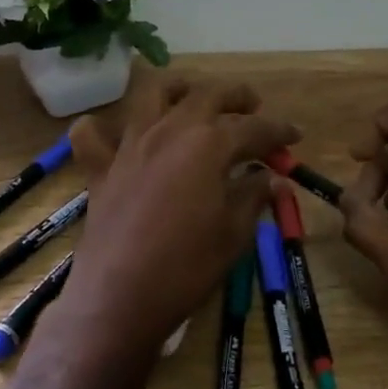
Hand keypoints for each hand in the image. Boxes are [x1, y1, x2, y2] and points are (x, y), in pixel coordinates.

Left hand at [47, 74, 298, 363]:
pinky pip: (92, 135)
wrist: (119, 298)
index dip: (278, 130)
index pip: (253, 128)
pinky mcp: (102, 168)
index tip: (295, 136)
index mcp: (208, 144)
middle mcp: (170, 131)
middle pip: (207, 95)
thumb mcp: (234, 233)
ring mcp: (131, 145)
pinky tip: (115, 133)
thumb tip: (272, 177)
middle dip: (236, 96)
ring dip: (179, 89)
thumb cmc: (186, 267)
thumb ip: (254, 196)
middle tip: (253, 107)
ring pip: (152, 95)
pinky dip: (101, 127)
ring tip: (193, 98)